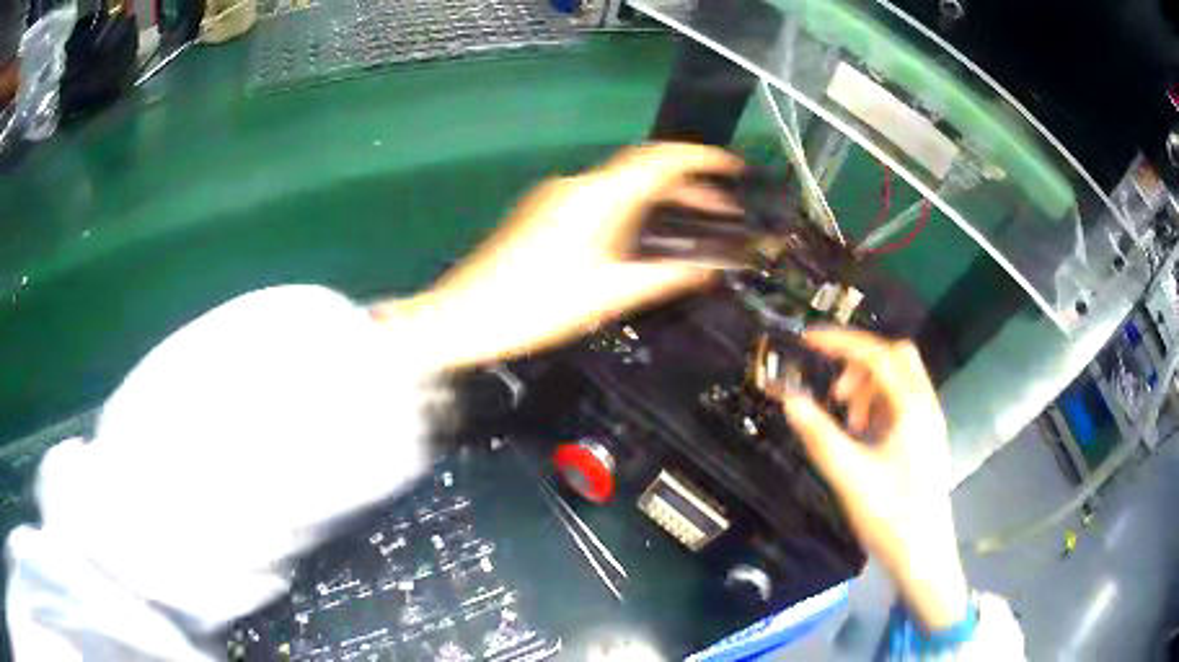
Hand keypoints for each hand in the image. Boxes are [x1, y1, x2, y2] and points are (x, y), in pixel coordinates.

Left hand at [374, 143, 741, 369]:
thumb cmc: (533, 307)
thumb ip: (665, 277)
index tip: (730, 166)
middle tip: (721, 212)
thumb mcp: (607, 295)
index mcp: (593, 197)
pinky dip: (630, 211)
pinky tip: (642, 238)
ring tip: (690, 227)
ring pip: (620, 188)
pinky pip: (598, 201)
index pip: (657, 160)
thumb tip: (709, 267)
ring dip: (657, 201)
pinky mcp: (541, 214)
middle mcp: (574, 186)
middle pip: (640, 173)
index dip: (699, 158)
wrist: (462, 317)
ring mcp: (553, 198)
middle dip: (685, 188)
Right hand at [779, 328, 968, 632]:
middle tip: (835, 392)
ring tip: (847, 421)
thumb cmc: (890, 516)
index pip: (877, 355)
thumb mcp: (850, 476)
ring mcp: (928, 421)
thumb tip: (789, 400)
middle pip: (896, 356)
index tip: (808, 340)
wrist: (923, 554)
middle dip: (860, 363)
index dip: (841, 342)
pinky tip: (862, 434)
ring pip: (899, 379)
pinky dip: (878, 404)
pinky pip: (901, 402)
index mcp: (912, 408)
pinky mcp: (925, 437)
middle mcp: (925, 405)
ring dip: (868, 387)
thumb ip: (819, 435)